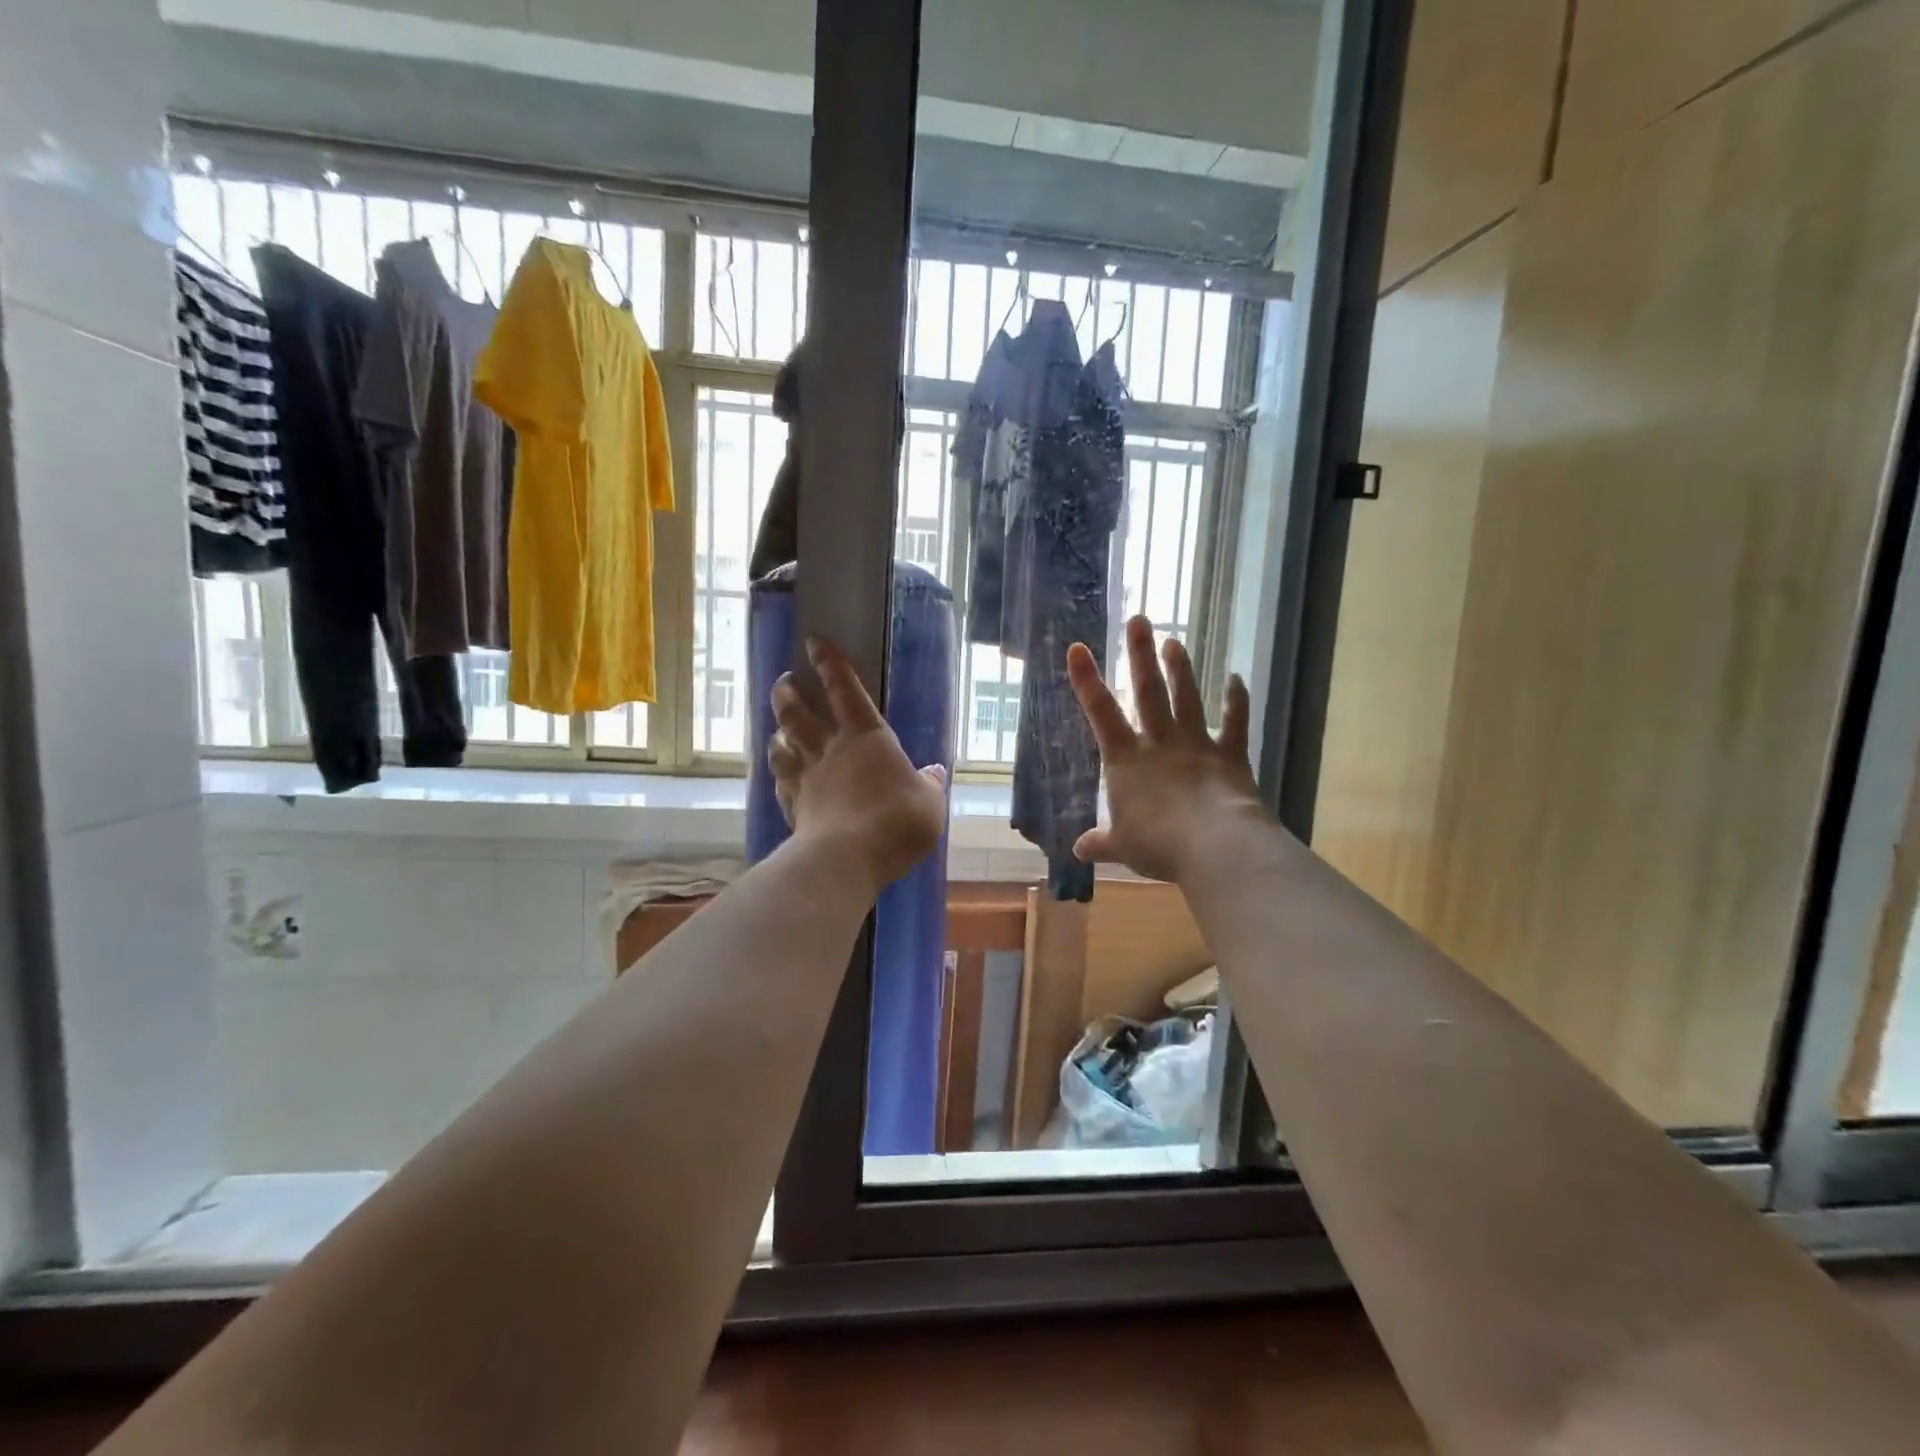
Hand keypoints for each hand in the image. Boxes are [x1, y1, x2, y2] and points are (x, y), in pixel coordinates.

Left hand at [769, 636, 947, 894]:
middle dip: (788, 692)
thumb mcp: (930, 802)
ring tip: (778, 728)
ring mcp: (806, 777)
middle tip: (785, 681)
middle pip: (798, 711)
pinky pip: (779, 782)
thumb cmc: (897, 821)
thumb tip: (934, 772)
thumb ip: (929, 785)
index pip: (844, 689)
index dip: (829, 663)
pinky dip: (778, 774)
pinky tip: (780, 776)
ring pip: (781, 744)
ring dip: (777, 731)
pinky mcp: (793, 806)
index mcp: (866, 736)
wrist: (848, 858)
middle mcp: (830, 748)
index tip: (814, 642)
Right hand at [1069, 616, 1266, 883]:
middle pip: (1147, 691)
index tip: (1078, 646)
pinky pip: (1234, 722)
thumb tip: (1078, 850)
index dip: (1086, 679)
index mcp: (1125, 760)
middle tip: (1139, 619)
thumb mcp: (1121, 847)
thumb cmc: (1158, 845)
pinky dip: (1236, 700)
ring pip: (1186, 698)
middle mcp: (1159, 743)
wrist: (1214, 845)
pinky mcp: (1229, 755)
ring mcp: (1196, 744)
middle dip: (1140, 654)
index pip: (1100, 712)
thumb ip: (1100, 842)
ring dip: (1180, 668)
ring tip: (1174, 640)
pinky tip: (1236, 678)